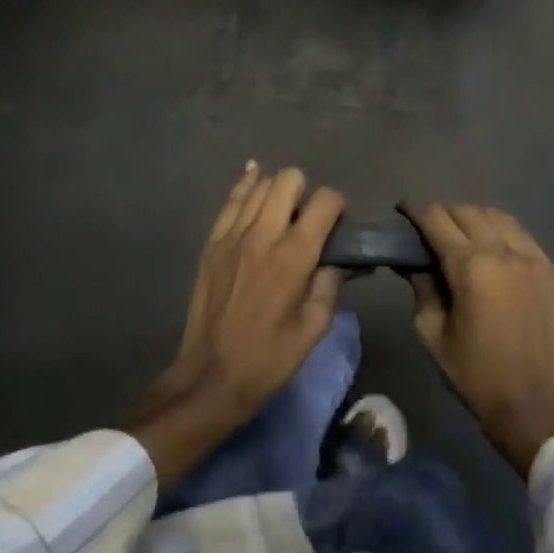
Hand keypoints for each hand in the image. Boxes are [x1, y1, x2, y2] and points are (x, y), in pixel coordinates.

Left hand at [130, 165, 345, 484]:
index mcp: (294, 256)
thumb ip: (331, 283)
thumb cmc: (270, 357)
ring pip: (260, 185)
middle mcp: (263, 234)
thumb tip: (341, 259)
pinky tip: (254, 176)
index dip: (338, 206)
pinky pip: (231, 200)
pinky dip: (246, 185)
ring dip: (278, 189)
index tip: (339, 224)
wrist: (212, 376)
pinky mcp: (212, 242)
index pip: (325, 202)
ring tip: (284, 209)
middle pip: (289, 180)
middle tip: (308, 219)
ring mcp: (232, 235)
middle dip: (307, 191)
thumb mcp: (314, 326)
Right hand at [404, 203, 553, 476]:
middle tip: (431, 232)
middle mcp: (503, 251)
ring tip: (463, 237)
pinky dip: (502, 233)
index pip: (437, 219)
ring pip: (497, 216)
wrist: (532, 402)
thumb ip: (422, 287)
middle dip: (444, 214)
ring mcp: (533, 258)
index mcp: (470, 267)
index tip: (403, 212)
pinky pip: (521, 235)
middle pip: (467, 211)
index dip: (416, 212)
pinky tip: (493, 250)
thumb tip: (415, 261)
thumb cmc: (474, 372)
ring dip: (474, 219)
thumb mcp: (431, 332)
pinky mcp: (551, 269)